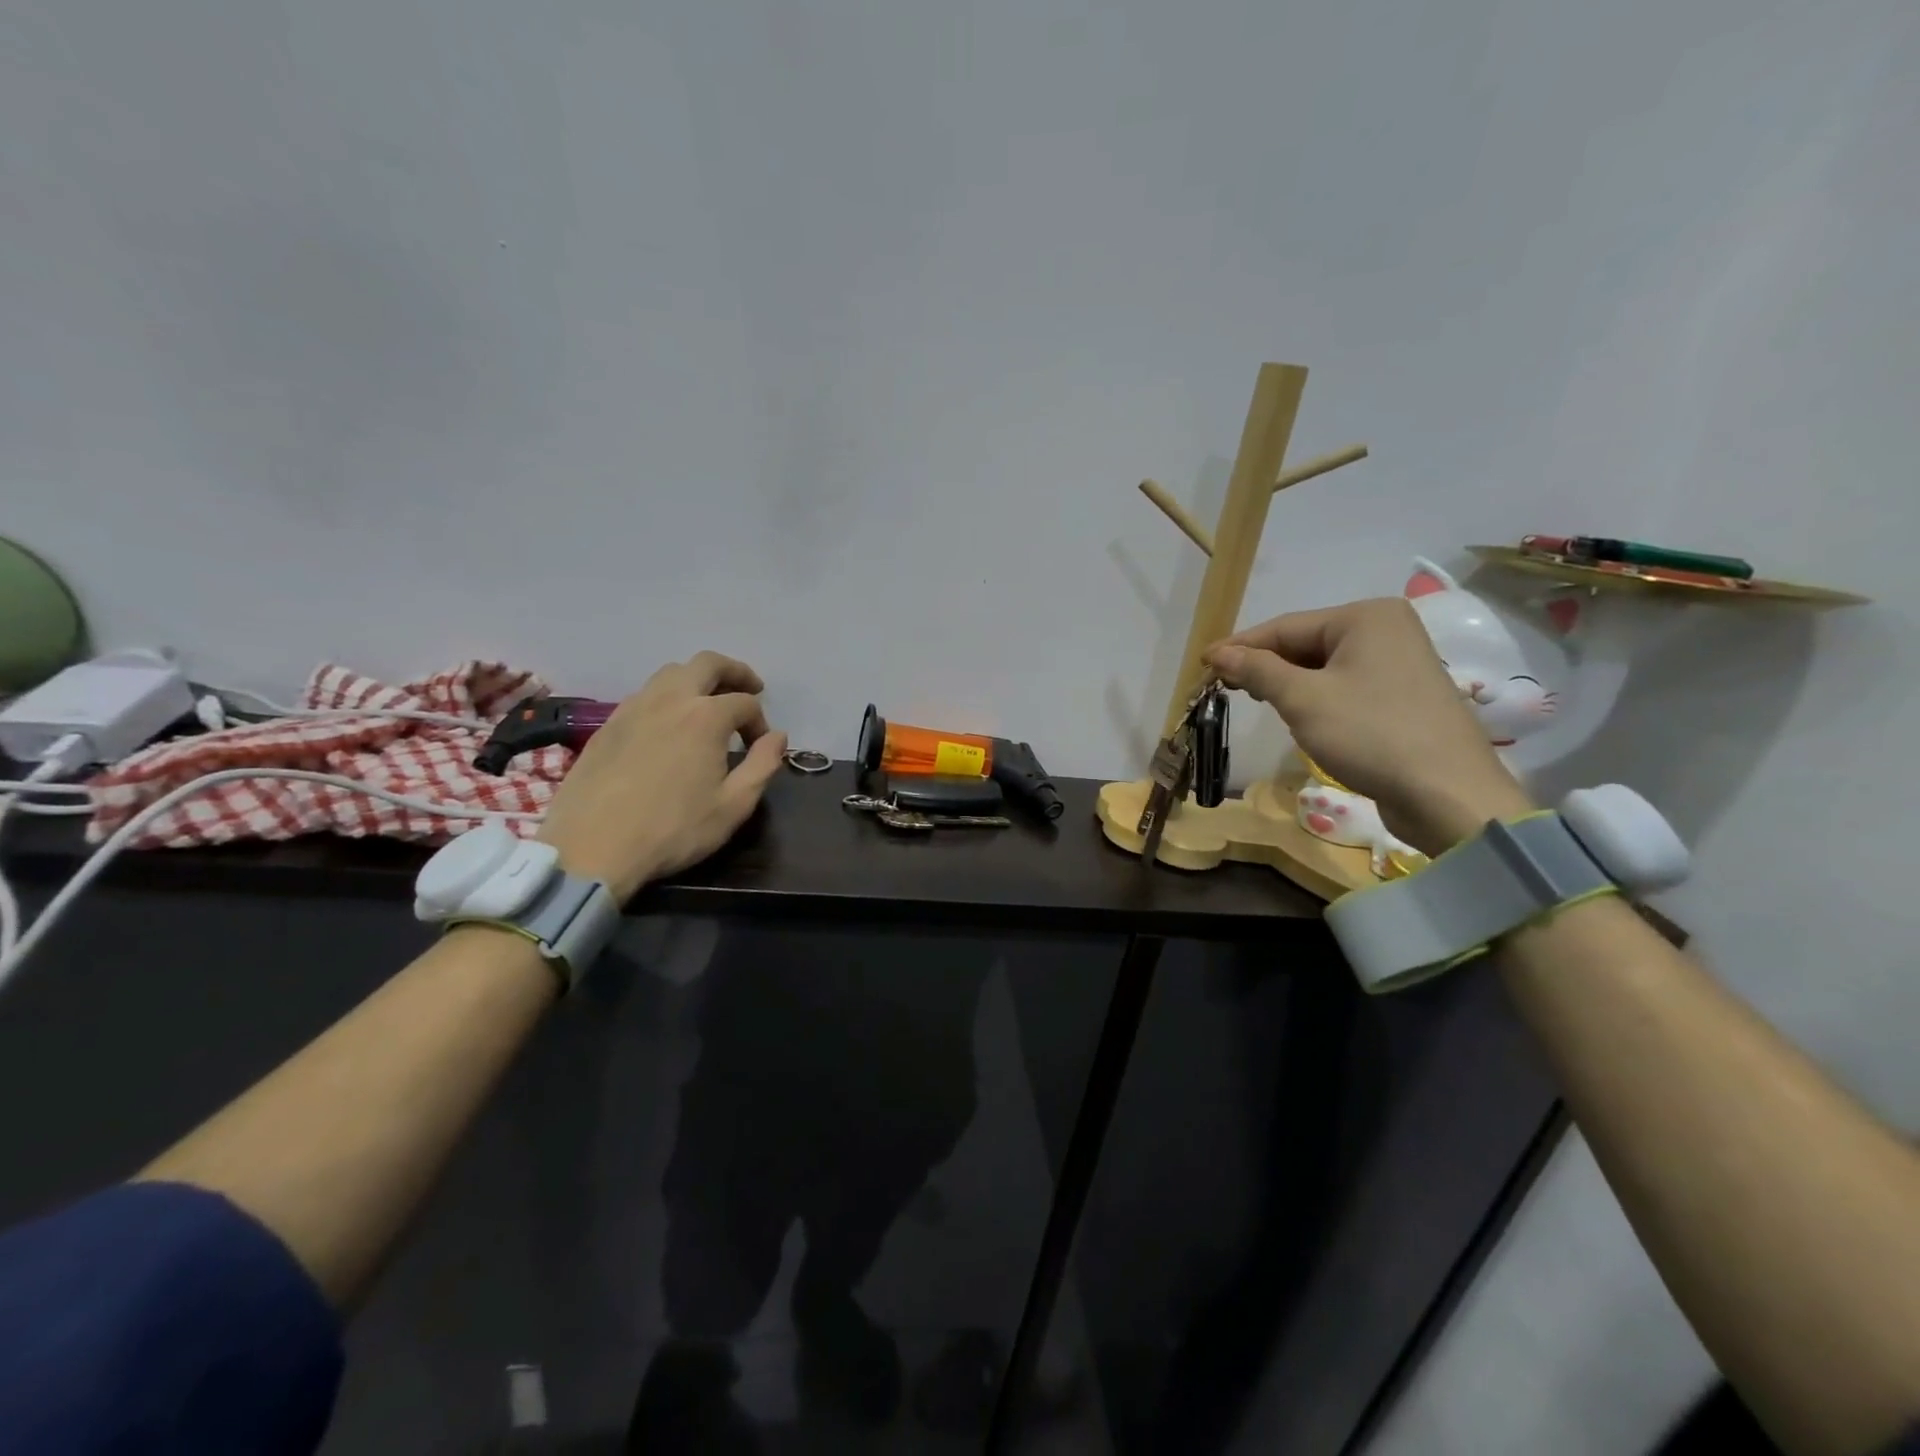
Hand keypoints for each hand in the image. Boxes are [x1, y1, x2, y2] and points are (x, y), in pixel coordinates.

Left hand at [534, 652, 786, 899]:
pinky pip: (644, 695)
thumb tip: (777, 737)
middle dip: (734, 672)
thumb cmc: (673, 829)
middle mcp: (670, 699)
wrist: (592, 847)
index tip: (760, 747)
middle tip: (749, 689)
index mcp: (706, 717)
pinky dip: (666, 698)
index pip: (745, 703)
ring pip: (670, 673)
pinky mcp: (607, 725)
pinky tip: (668, 725)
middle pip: (707, 663)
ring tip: (708, 704)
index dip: (760, 722)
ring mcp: (633, 708)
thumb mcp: (734, 806)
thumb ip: (763, 765)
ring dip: (697, 680)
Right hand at [1205, 598, 1532, 853]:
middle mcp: (1387, 630)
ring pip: (1324, 666)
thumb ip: (1257, 670)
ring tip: (1255, 700)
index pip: (1285, 627)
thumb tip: (1218, 653)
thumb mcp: (1303, 699)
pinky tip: (1297, 715)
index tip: (1202, 664)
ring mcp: (1399, 663)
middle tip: (1223, 686)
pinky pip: (1345, 685)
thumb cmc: (1370, 734)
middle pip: (1305, 643)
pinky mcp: (1403, 695)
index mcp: (1365, 617)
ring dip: (1287, 683)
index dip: (1240, 646)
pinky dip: (1315, 697)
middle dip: (1264, 665)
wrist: (1447, 794)